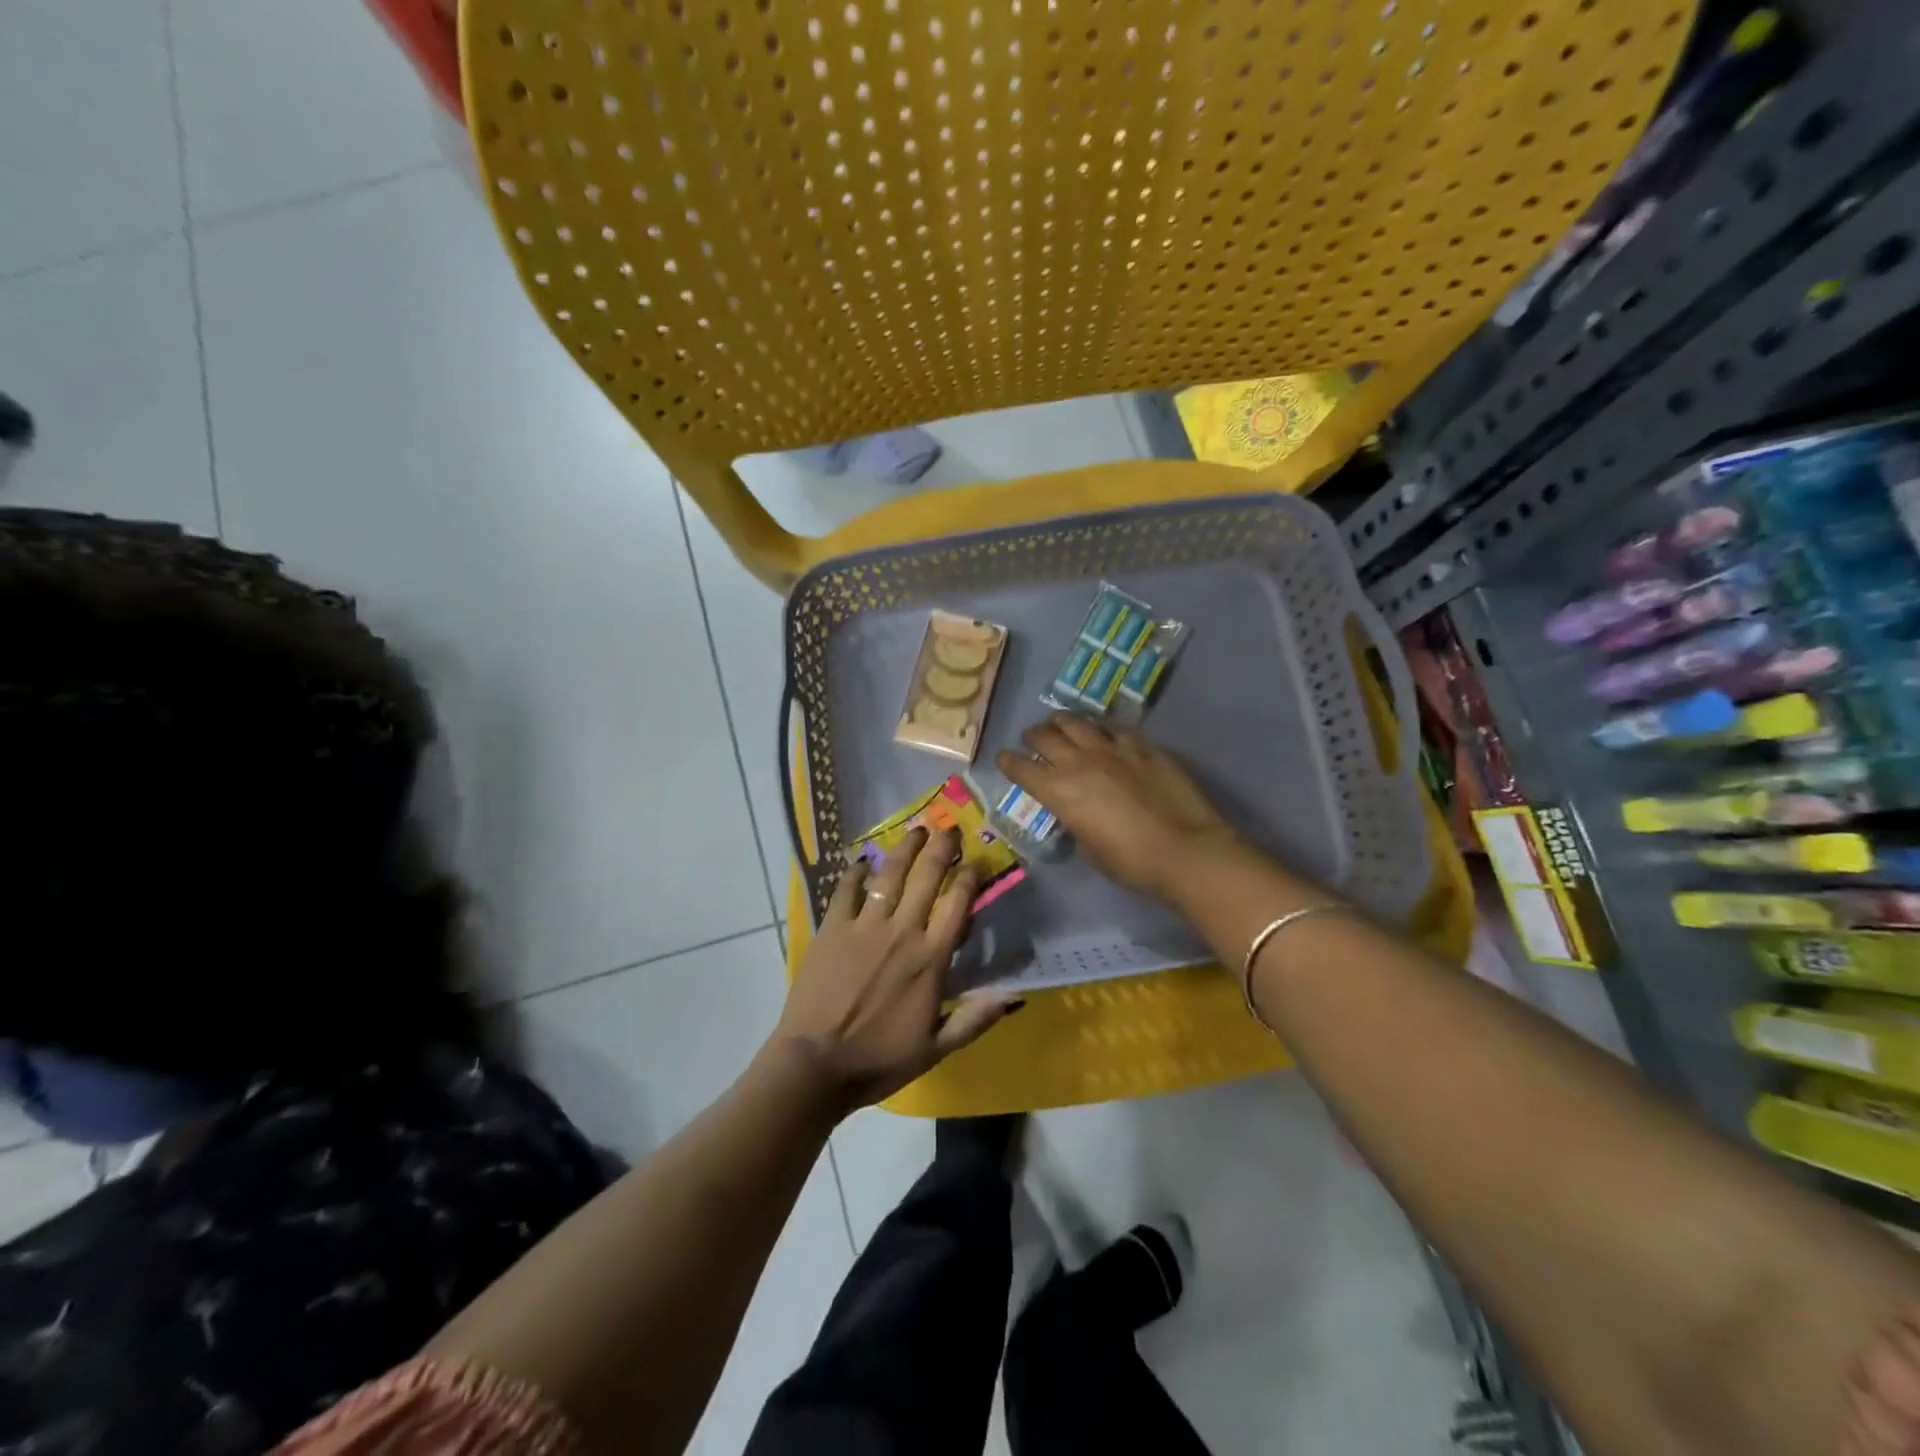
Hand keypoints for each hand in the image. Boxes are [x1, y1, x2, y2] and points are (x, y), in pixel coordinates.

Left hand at [769, 826, 1022, 1113]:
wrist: (815, 1065)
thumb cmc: (880, 1059)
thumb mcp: (937, 1048)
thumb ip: (976, 1018)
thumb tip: (1017, 996)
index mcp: (930, 958)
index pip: (958, 904)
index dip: (971, 877)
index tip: (978, 860)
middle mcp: (901, 931)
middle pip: (927, 877)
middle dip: (941, 848)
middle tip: (949, 828)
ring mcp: (864, 925)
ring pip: (890, 874)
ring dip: (905, 848)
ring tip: (916, 829)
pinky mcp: (832, 927)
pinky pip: (846, 889)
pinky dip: (856, 871)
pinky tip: (863, 861)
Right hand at [996, 714, 1239, 900]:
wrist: (1185, 850)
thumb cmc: (1132, 863)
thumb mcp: (1090, 849)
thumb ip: (1075, 822)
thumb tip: (1077, 811)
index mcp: (1059, 792)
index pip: (1020, 768)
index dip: (1008, 762)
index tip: (1004, 760)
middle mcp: (1079, 762)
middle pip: (1044, 736)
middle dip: (1032, 737)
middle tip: (1033, 741)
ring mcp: (1112, 748)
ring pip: (1076, 721)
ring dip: (1062, 723)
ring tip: (1061, 725)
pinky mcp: (1142, 745)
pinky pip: (1113, 728)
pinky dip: (1101, 730)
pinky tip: (1105, 734)